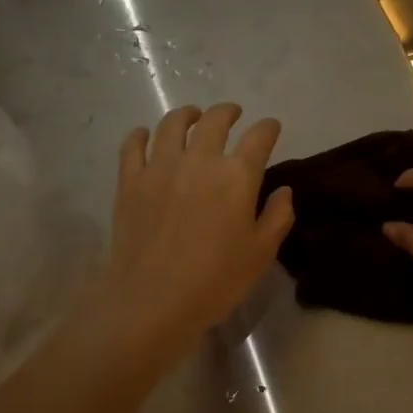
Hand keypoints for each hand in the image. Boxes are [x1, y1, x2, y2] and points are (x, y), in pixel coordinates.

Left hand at [98, 104, 293, 366]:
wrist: (153, 300)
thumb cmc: (216, 281)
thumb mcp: (261, 254)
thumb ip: (277, 217)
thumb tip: (283, 191)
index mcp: (237, 176)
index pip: (258, 137)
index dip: (268, 128)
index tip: (271, 127)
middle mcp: (199, 160)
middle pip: (215, 120)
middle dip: (228, 112)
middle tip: (233, 114)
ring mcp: (160, 167)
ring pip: (172, 124)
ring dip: (187, 114)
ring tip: (193, 116)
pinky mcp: (130, 181)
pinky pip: (133, 145)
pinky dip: (142, 135)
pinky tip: (147, 136)